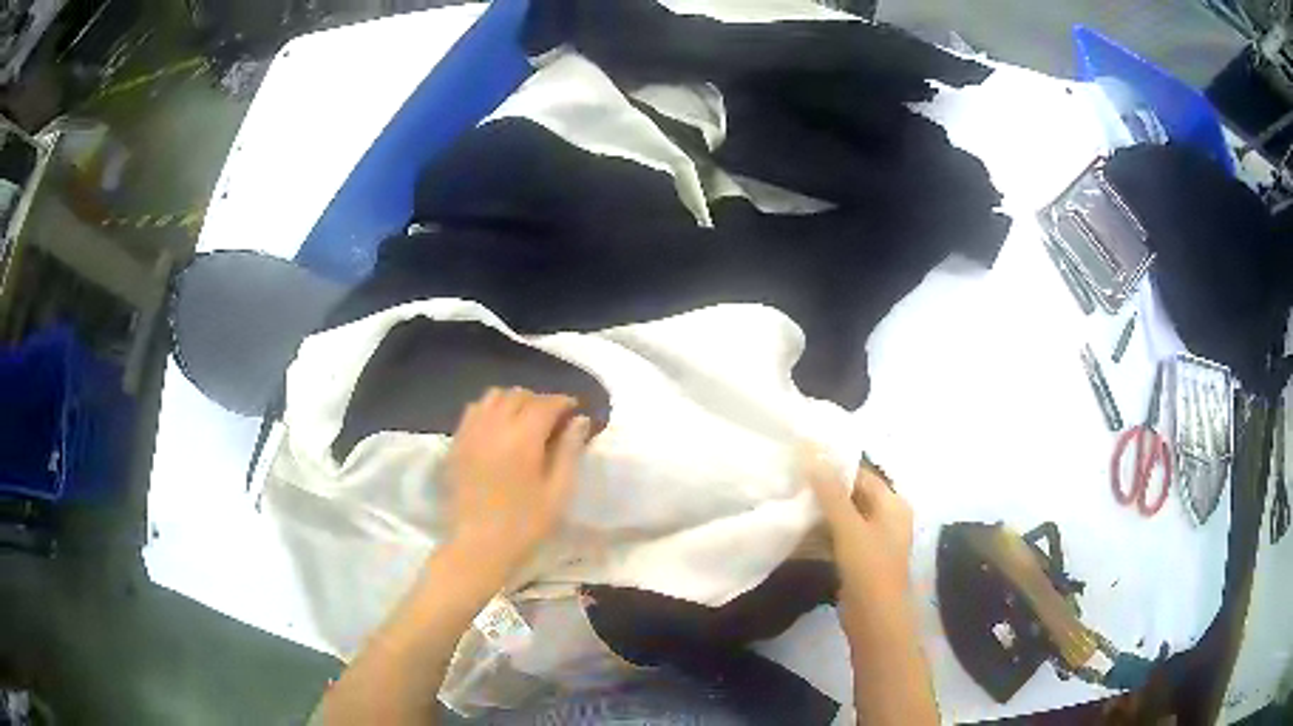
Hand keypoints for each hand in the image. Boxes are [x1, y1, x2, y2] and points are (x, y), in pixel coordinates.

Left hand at [445, 387, 589, 572]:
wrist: (477, 547)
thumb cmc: (524, 525)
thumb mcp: (558, 493)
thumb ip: (569, 452)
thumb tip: (579, 421)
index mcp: (523, 438)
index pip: (545, 404)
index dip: (563, 402)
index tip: (575, 411)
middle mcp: (494, 426)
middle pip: (518, 395)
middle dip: (539, 400)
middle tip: (553, 419)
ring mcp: (471, 433)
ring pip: (492, 397)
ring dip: (513, 401)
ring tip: (524, 420)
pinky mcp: (456, 444)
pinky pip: (473, 411)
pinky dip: (489, 410)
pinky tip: (498, 428)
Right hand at [802, 450, 913, 614]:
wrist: (874, 617)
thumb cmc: (869, 567)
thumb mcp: (849, 527)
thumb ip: (831, 492)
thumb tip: (812, 454)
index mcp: (893, 504)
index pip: (862, 475)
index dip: (835, 467)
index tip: (803, 459)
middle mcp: (886, 518)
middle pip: (852, 495)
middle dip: (824, 490)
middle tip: (791, 480)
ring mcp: (872, 540)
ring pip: (843, 518)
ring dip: (820, 512)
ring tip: (789, 501)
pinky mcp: (858, 559)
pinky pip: (838, 537)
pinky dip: (821, 533)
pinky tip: (797, 530)